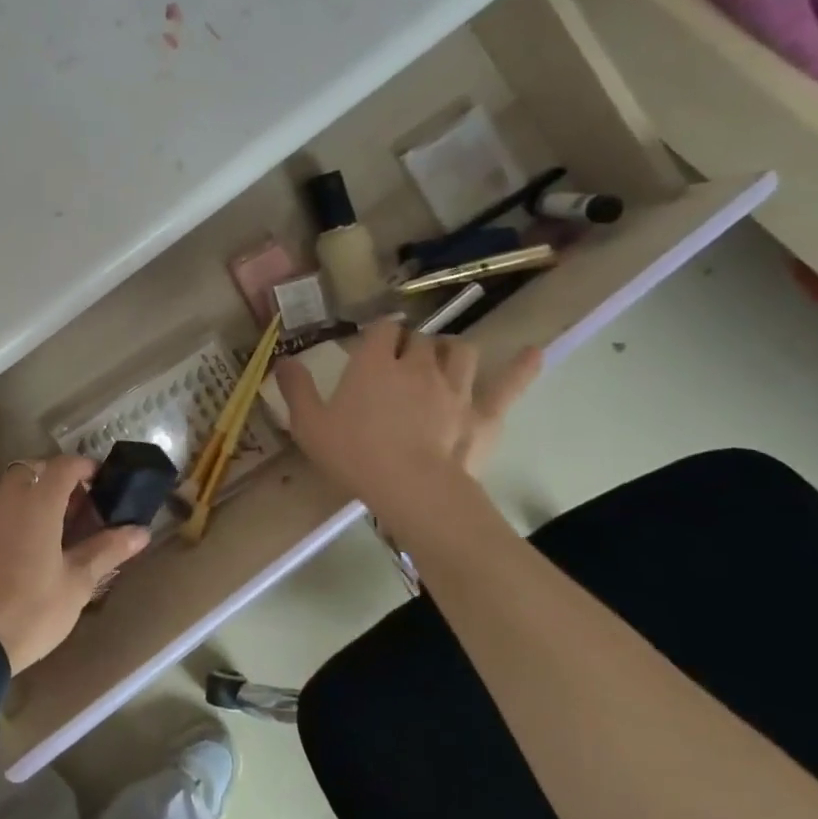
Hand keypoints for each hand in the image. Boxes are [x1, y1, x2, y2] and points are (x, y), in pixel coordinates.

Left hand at [0, 455, 149, 672]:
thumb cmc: (32, 609)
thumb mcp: (77, 583)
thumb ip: (107, 550)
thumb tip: (140, 531)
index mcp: (37, 504)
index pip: (63, 466)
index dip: (85, 467)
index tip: (103, 482)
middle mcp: (8, 500)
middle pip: (34, 469)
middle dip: (58, 477)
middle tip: (80, 504)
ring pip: (14, 488)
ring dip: (37, 494)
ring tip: (60, 527)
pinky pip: (1, 509)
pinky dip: (19, 513)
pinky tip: (33, 546)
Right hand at [275, 323, 540, 522]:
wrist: (413, 489)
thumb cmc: (354, 454)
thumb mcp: (308, 424)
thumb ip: (295, 388)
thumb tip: (283, 359)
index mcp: (374, 364)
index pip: (382, 329)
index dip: (378, 333)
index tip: (371, 345)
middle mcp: (417, 365)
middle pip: (420, 339)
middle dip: (411, 344)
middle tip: (400, 363)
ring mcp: (456, 386)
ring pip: (460, 351)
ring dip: (450, 352)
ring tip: (442, 363)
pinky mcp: (484, 412)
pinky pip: (509, 384)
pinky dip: (522, 367)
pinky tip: (533, 353)